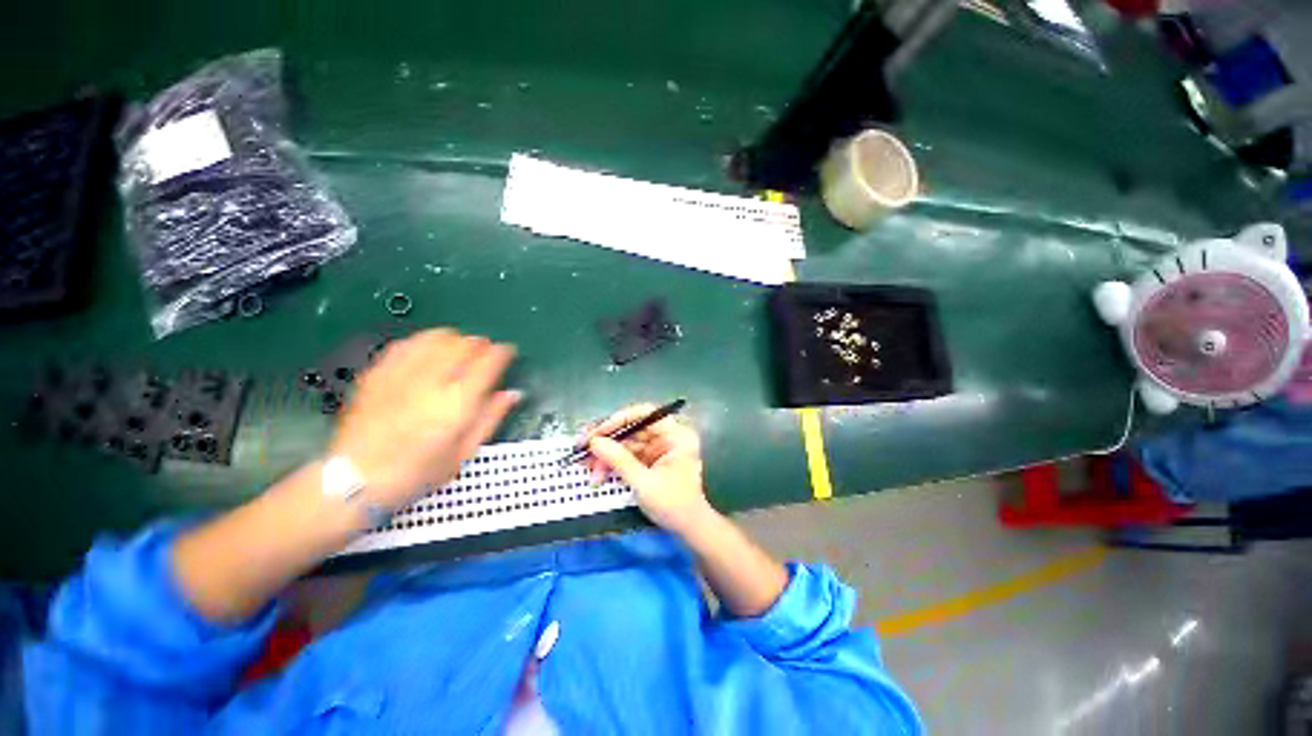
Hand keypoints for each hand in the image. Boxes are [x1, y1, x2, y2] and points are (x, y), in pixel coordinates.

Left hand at [330, 329, 519, 508]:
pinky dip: (424, 342)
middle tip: (485, 353)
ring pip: (436, 337)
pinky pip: (407, 343)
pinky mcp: (377, 373)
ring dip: (455, 339)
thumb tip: (512, 394)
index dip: (503, 352)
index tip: (507, 353)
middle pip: (463, 344)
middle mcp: (431, 382)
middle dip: (480, 344)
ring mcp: (401, 374)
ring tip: (459, 350)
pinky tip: (428, 352)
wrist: (355, 480)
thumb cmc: (418, 472)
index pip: (488, 362)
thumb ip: (491, 418)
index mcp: (457, 403)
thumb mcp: (464, 453)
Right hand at [585, 404, 712, 535]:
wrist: (688, 529)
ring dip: (606, 454)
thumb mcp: (644, 483)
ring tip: (585, 466)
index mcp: (675, 435)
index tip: (598, 432)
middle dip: (607, 440)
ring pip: (627, 443)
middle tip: (582, 447)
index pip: (645, 414)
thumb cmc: (673, 504)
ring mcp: (658, 449)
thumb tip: (594, 442)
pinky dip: (612, 463)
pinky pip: (628, 456)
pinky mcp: (650, 461)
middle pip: (633, 429)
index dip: (620, 420)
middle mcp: (667, 436)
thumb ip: (619, 460)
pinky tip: (597, 472)